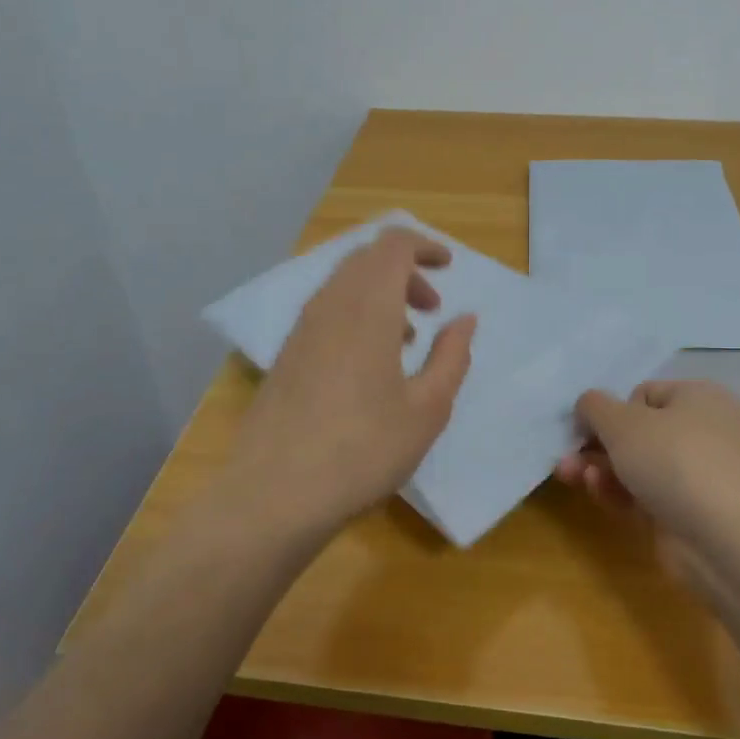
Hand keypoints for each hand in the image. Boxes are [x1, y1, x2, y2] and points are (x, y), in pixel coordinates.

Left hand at [228, 226, 475, 535]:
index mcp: (368, 307)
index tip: (448, 267)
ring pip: (343, 284)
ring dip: (379, 294)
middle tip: (431, 308)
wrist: (275, 493)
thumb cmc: (364, 449)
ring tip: (405, 340)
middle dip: (404, 270)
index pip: (393, 245)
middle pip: (366, 258)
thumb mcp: (428, 409)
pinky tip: (367, 363)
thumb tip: (464, 319)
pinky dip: (355, 314)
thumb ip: (452, 356)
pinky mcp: (286, 354)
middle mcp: (330, 305)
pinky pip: (326, 310)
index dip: (424, 246)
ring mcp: (301, 329)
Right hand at [554, 379, 739, 546]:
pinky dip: (617, 491)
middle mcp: (703, 432)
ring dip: (600, 468)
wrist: (720, 536)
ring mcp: (695, 476)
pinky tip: (595, 490)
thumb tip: (587, 405)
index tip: (592, 425)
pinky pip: (643, 494)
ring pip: (636, 465)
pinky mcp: (685, 512)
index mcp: (700, 398)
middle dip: (598, 443)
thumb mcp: (622, 421)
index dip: (615, 409)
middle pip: (638, 432)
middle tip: (568, 454)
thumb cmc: (672, 458)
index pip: (645, 394)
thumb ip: (594, 406)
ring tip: (569, 474)